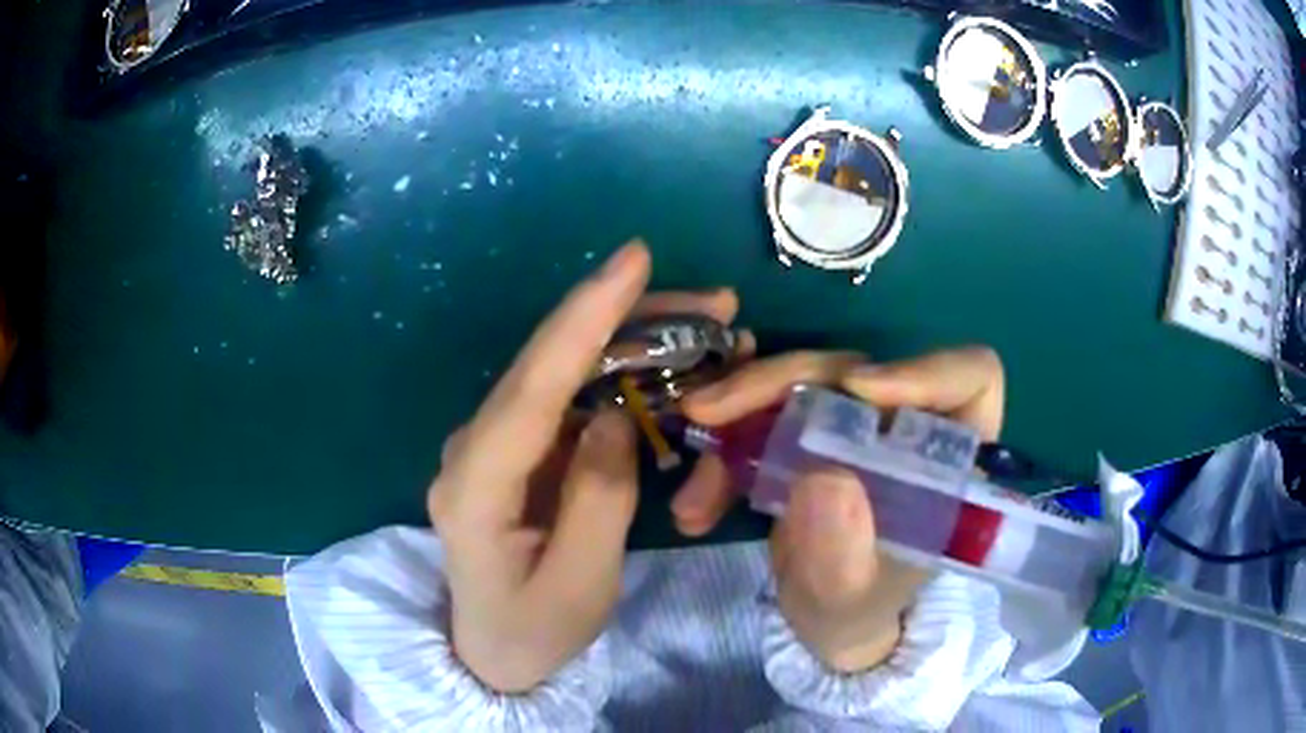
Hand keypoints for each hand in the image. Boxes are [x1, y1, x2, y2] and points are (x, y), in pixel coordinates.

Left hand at [427, 241, 747, 692]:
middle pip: (549, 362)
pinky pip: (568, 396)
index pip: (533, 385)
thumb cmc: (534, 630)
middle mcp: (474, 447)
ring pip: (562, 370)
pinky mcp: (516, 450)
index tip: (634, 260)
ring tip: (706, 327)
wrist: (492, 652)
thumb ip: (597, 497)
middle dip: (628, 318)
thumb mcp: (580, 583)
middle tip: (714, 303)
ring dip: (632, 341)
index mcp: (476, 484)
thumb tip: (614, 414)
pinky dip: (619, 375)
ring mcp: (493, 444)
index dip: (584, 316)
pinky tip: (666, 366)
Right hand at [680, 348, 1004, 671]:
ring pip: (798, 383)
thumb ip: (844, 553)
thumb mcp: (849, 597)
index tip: (856, 390)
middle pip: (856, 368)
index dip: (922, 369)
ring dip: (734, 421)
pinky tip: (696, 505)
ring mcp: (854, 423)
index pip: (970, 377)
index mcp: (950, 458)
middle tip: (710, 414)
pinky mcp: (810, 430)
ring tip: (693, 496)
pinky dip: (724, 450)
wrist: (824, 619)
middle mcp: (905, 424)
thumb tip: (820, 478)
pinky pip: (763, 412)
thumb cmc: (858, 608)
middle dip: (779, 385)